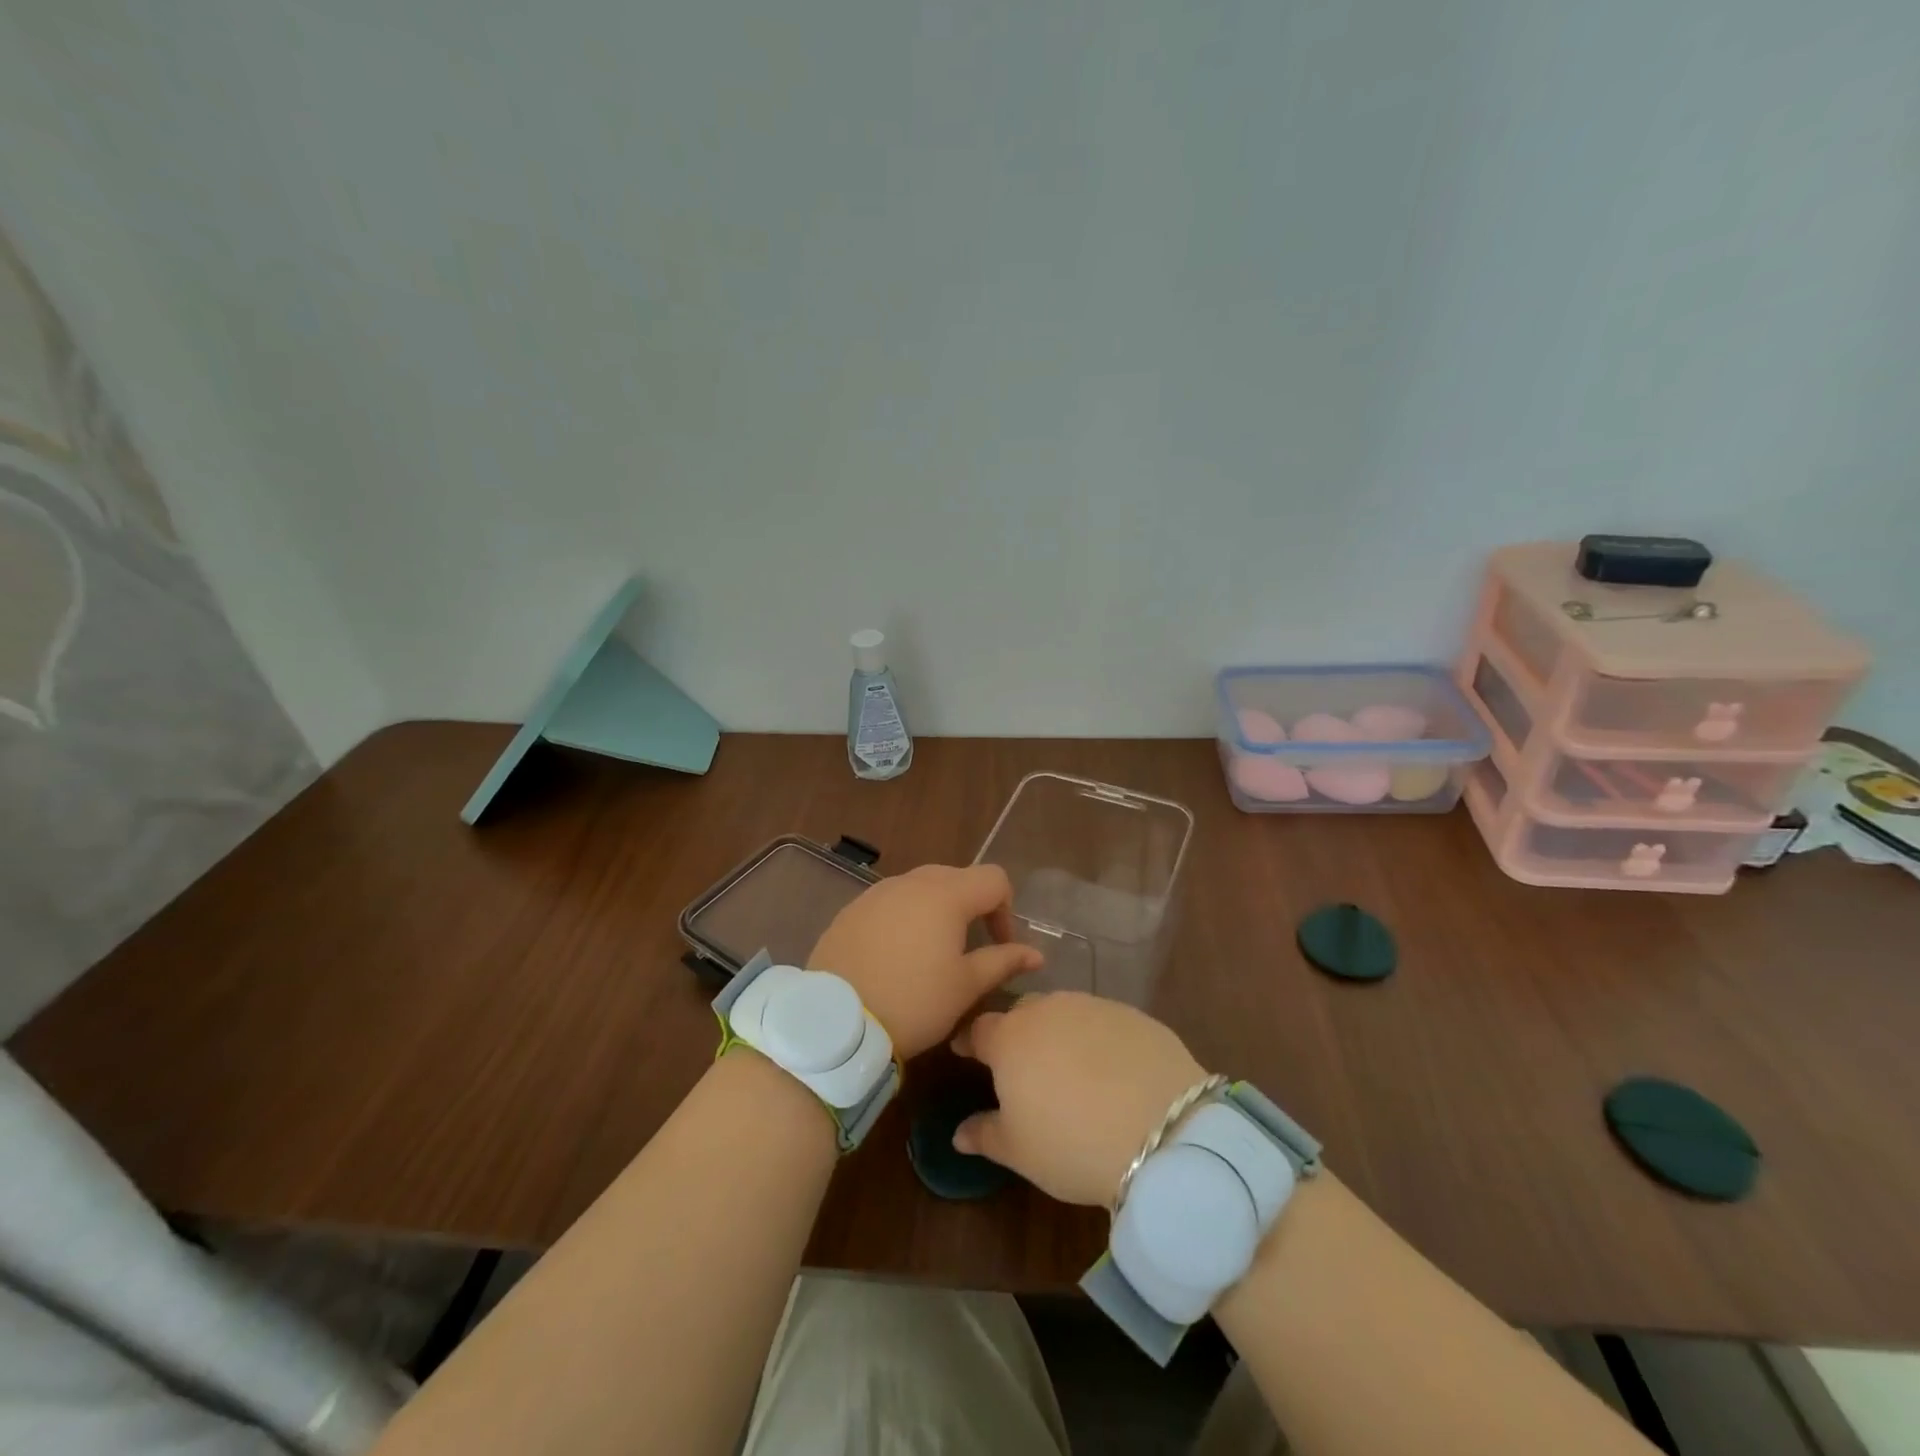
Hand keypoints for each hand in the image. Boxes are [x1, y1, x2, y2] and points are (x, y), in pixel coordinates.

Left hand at [807, 863, 1041, 1059]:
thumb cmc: (913, 1002)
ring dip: (937, 910)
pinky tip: (896, 955)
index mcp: (946, 894)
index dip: (1006, 910)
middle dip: (972, 907)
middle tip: (970, 948)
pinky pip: (890, 902)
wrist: (834, 1021)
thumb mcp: (965, 987)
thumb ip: (1003, 962)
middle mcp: (911, 882)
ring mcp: (877, 893)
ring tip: (933, 952)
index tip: (1000, 946)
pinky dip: (904, 918)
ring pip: (921, 887)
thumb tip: (1035, 954)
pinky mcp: (851, 910)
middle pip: (956, 877)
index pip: (994, 879)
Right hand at [950, 992, 1207, 1207]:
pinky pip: (1104, 1021)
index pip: (979, 1028)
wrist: (1161, 1130)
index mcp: (1011, 1038)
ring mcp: (1093, 1006)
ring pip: (1065, 1011)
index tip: (966, 1052)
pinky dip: (1099, 1039)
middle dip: (1017, 1031)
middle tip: (1023, 1064)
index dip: (971, 1041)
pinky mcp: (1133, 1014)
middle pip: (1023, 1012)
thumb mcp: (1019, 1151)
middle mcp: (1048, 1009)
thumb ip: (985, 1134)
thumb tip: (959, 1133)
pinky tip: (1111, 1069)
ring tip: (1069, 1066)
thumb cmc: (1071, 1143)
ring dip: (1059, 1032)